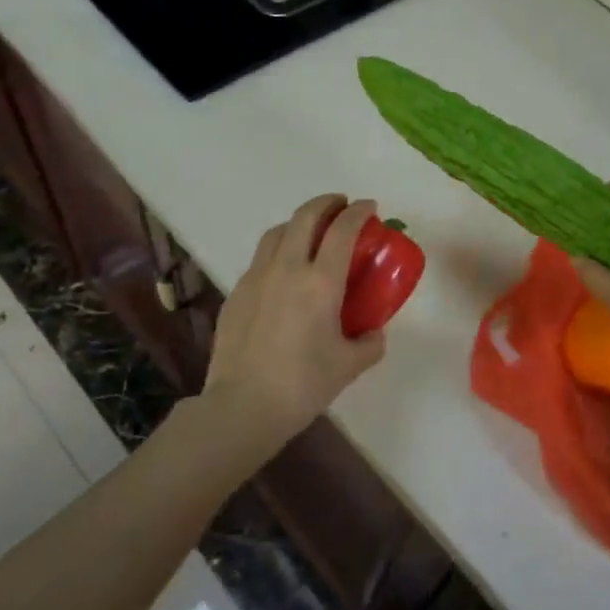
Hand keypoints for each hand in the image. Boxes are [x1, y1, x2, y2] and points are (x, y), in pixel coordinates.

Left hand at [199, 193, 387, 456]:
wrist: (243, 406)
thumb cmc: (303, 384)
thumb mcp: (349, 366)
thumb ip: (369, 343)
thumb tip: (373, 333)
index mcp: (320, 282)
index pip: (343, 230)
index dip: (358, 212)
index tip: (368, 206)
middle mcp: (287, 269)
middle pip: (305, 217)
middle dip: (326, 203)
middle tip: (341, 206)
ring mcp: (256, 278)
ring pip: (277, 232)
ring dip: (299, 223)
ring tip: (311, 233)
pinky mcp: (236, 293)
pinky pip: (260, 259)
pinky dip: (278, 251)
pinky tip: (284, 274)